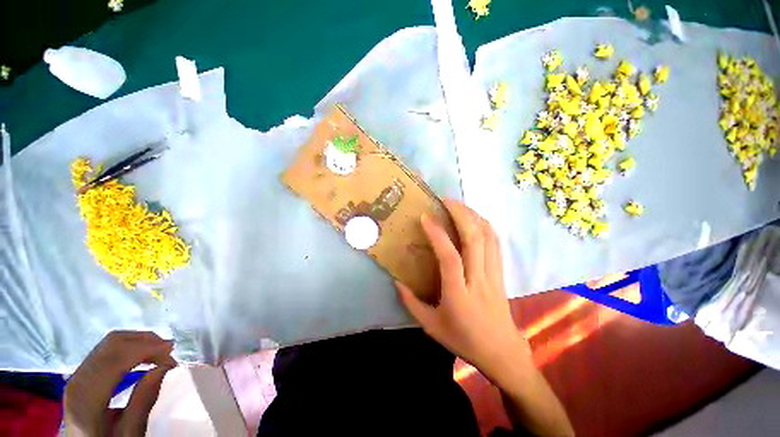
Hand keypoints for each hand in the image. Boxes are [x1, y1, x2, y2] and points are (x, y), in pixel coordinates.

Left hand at [64, 331, 176, 436]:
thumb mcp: (129, 433)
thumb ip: (143, 402)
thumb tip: (164, 366)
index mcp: (86, 399)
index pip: (116, 360)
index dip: (145, 349)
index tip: (173, 349)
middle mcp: (77, 381)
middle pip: (112, 345)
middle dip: (144, 341)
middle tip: (169, 351)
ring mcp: (77, 376)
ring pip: (110, 343)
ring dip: (138, 342)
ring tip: (160, 353)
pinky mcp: (83, 374)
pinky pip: (107, 350)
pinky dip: (129, 347)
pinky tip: (143, 357)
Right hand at [396, 200, 529, 378]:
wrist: (502, 352)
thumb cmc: (464, 340)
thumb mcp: (430, 326)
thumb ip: (411, 303)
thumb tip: (396, 281)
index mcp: (458, 295)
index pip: (449, 257)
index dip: (437, 234)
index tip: (425, 218)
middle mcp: (478, 280)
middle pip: (474, 239)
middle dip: (460, 214)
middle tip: (445, 200)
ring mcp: (493, 274)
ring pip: (488, 237)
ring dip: (473, 216)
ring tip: (458, 205)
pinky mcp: (501, 273)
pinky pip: (496, 243)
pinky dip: (485, 225)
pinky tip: (475, 219)